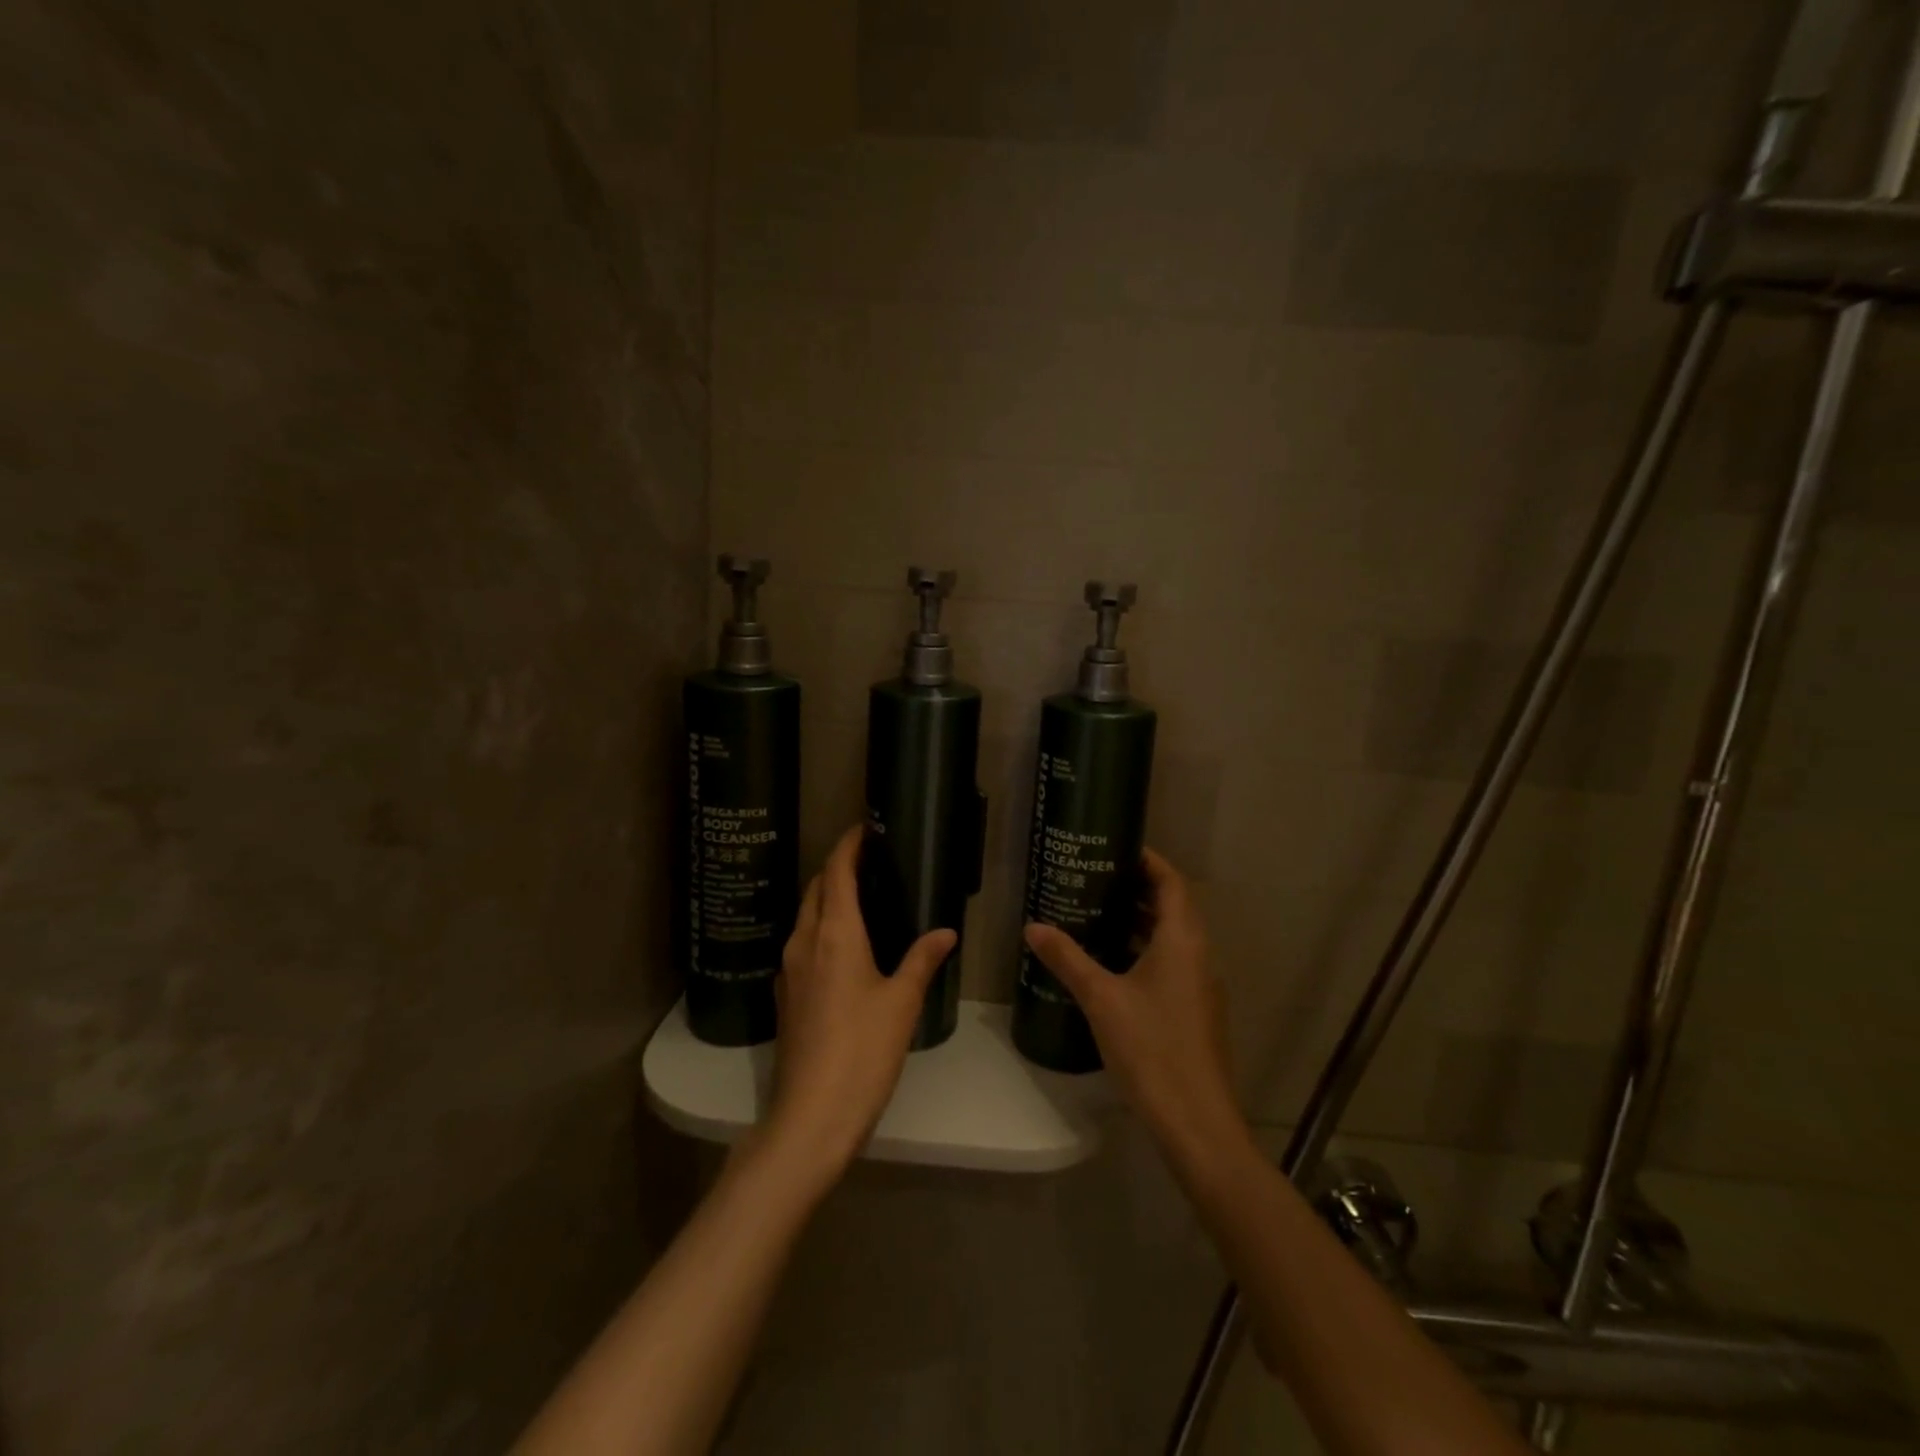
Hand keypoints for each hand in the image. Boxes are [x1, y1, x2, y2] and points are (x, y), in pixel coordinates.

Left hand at [766, 825, 955, 1179]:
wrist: (812, 1115)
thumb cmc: (863, 1050)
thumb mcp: (902, 1002)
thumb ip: (922, 959)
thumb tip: (945, 931)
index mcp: (834, 933)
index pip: (836, 872)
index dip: (848, 845)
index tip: (865, 828)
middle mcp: (804, 941)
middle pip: (815, 889)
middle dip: (837, 868)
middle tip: (869, 861)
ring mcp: (789, 969)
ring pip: (805, 916)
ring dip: (827, 897)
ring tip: (860, 897)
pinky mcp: (786, 995)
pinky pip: (801, 943)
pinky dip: (820, 928)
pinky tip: (843, 947)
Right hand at [1024, 849, 1245, 1160]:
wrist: (1196, 1122)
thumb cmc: (1151, 1048)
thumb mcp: (1101, 999)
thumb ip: (1067, 958)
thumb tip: (1033, 925)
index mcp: (1183, 940)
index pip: (1171, 881)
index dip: (1148, 859)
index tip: (1114, 846)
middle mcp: (1198, 954)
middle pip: (1172, 906)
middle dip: (1136, 888)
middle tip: (1094, 877)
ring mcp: (1200, 985)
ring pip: (1171, 937)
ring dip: (1139, 920)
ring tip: (1095, 912)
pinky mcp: (1194, 1010)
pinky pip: (1170, 962)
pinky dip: (1143, 950)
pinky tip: (1110, 963)